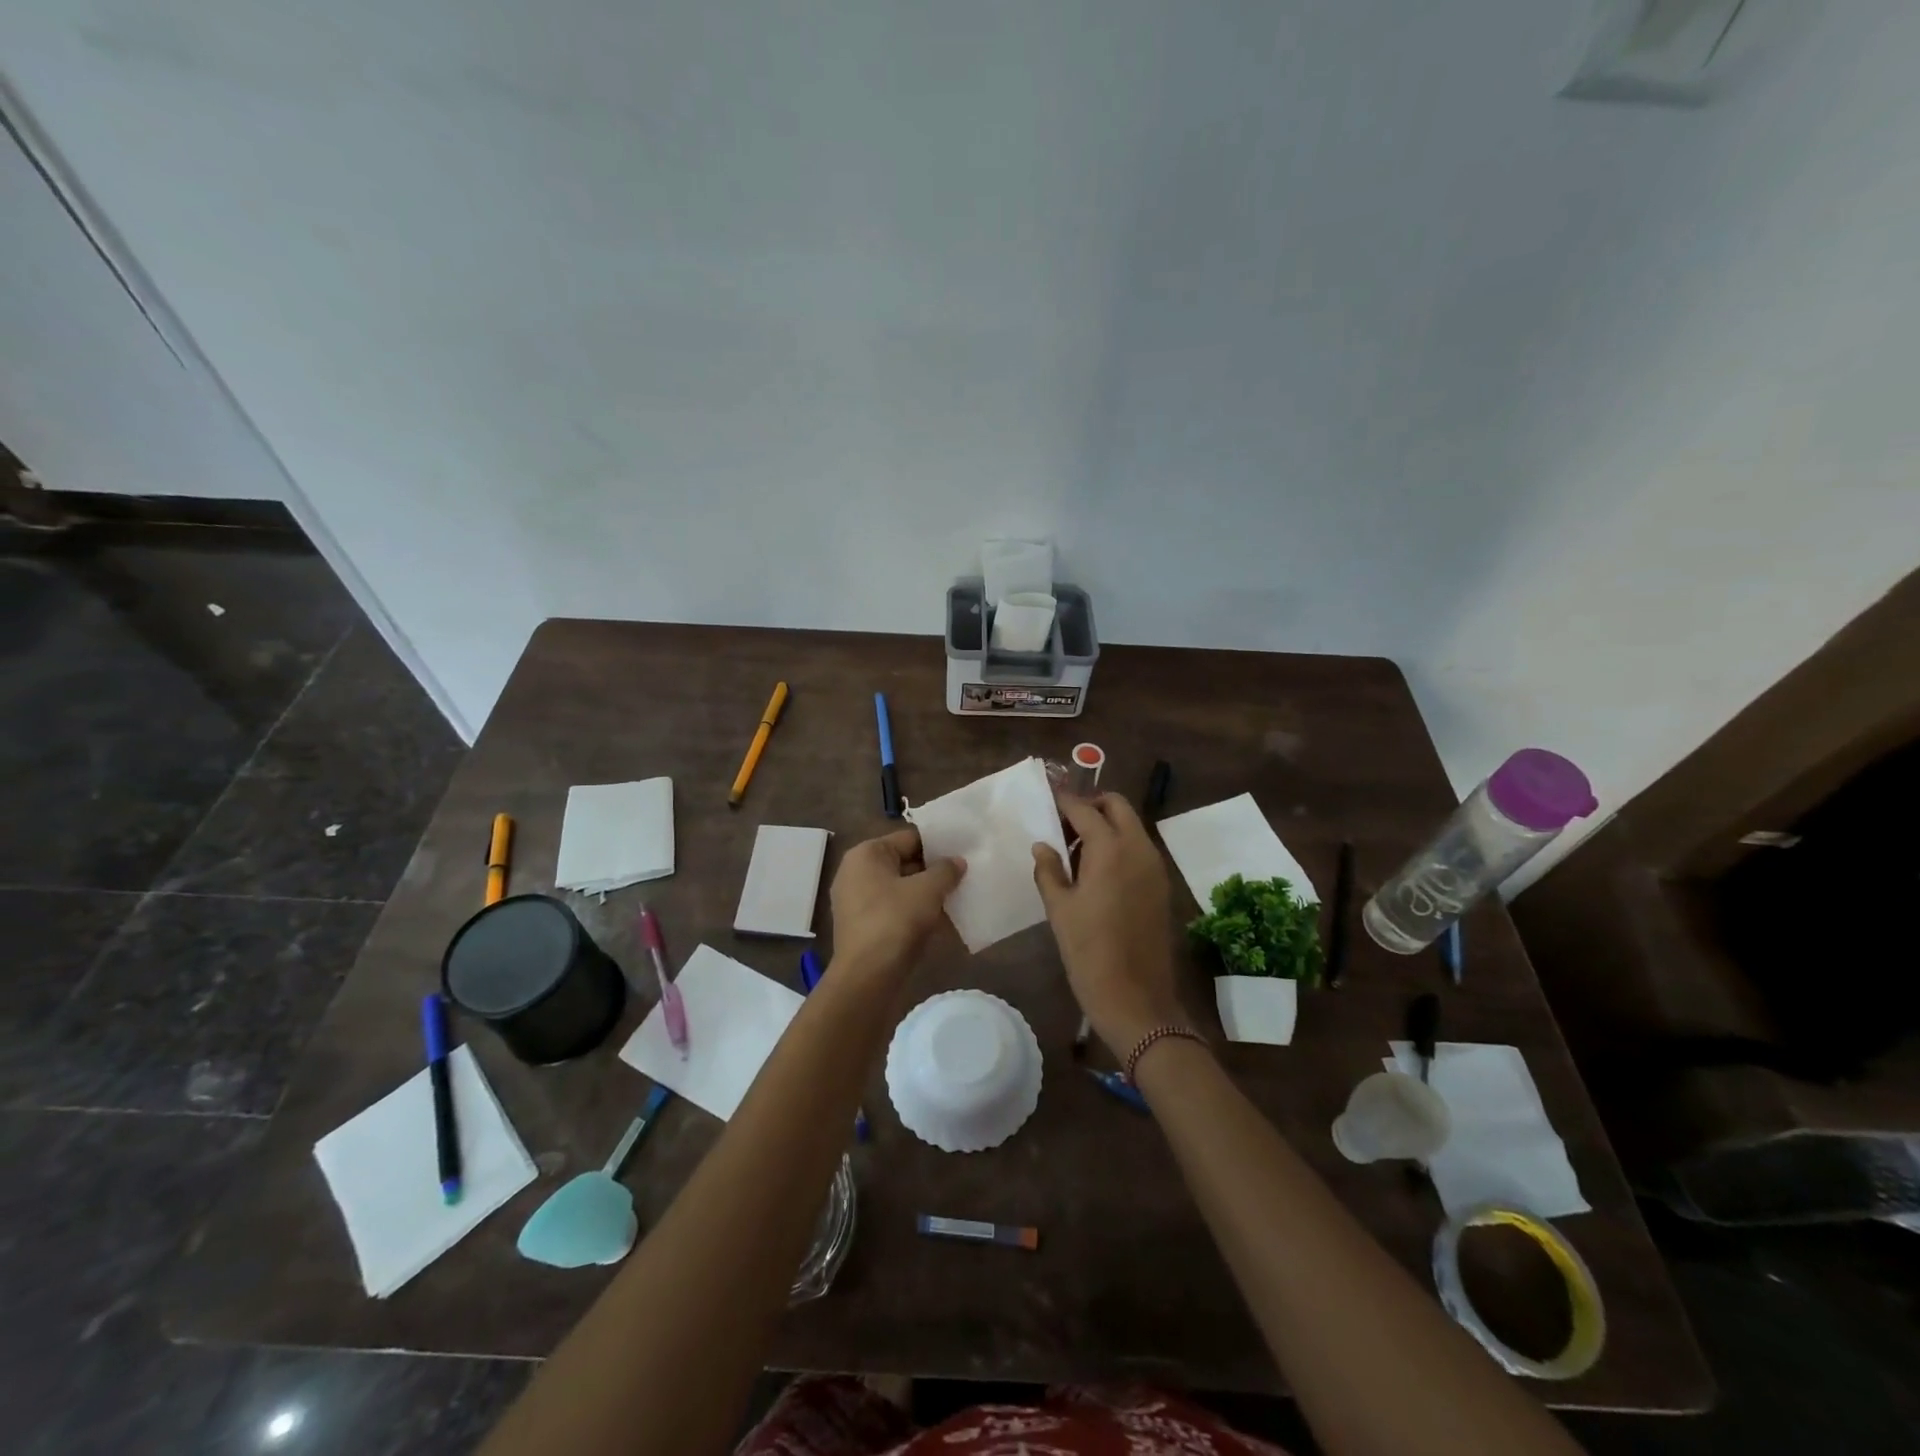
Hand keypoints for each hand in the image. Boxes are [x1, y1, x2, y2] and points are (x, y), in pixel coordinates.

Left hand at [829, 829, 964, 978]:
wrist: (867, 977)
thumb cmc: (894, 921)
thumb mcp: (927, 890)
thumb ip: (945, 870)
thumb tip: (957, 862)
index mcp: (866, 854)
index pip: (909, 838)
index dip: (939, 844)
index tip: (965, 851)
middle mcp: (857, 873)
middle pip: (905, 862)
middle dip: (935, 870)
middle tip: (967, 874)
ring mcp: (858, 902)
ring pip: (902, 888)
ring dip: (928, 893)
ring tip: (960, 895)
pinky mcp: (865, 927)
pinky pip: (896, 910)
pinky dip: (917, 912)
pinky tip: (943, 920)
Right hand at [1033, 793, 1184, 1058]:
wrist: (1136, 999)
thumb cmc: (1089, 952)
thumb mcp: (1059, 909)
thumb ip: (1049, 870)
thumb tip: (1043, 845)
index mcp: (1110, 849)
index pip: (1084, 809)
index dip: (1064, 801)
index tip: (1047, 797)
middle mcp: (1138, 848)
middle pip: (1116, 806)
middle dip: (1091, 806)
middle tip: (1064, 824)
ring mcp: (1155, 866)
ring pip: (1131, 825)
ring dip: (1106, 825)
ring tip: (1076, 851)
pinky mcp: (1161, 885)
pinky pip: (1139, 848)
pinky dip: (1119, 845)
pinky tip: (1097, 872)